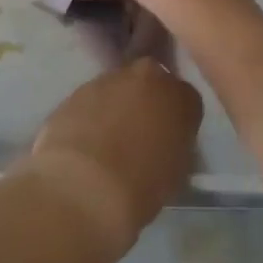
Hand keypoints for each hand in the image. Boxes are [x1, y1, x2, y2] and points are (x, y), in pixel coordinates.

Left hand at [21, 57, 202, 255]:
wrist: (84, 185)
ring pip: (118, 88)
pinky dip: (91, 114)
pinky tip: (87, 140)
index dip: (178, 119)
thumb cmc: (142, 185)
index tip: (172, 138)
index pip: (187, 99)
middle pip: (150, 82)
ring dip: (117, 106)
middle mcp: (144, 76)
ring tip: (109, 140)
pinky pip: (91, 100)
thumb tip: (164, 141)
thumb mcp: (177, 170)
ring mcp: (106, 79)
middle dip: (147, 101)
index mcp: (179, 95)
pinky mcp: (75, 90)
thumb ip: (176, 143)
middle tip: (141, 132)